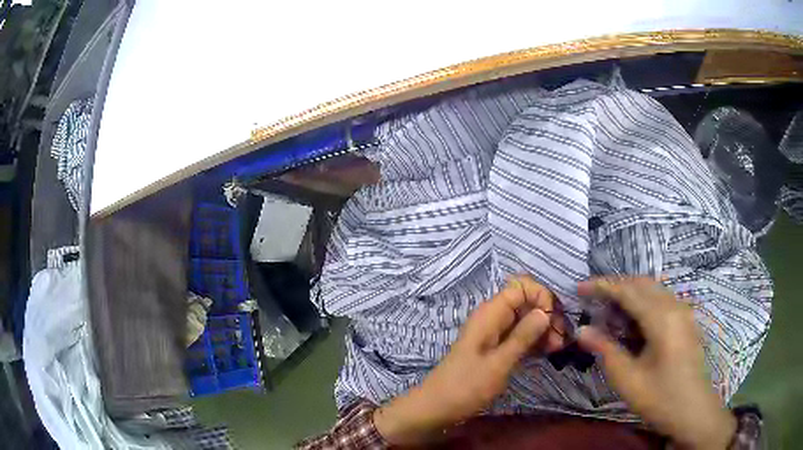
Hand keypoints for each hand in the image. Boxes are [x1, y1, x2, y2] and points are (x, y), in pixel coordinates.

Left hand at [374, 276, 564, 444]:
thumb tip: (545, 311)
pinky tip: (548, 352)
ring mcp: (494, 334)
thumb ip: (523, 336)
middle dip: (546, 316)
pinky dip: (534, 341)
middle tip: (561, 339)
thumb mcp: (499, 363)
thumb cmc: (466, 386)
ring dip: (543, 330)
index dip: (541, 297)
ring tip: (558, 348)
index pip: (521, 287)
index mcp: (490, 314)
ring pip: (525, 321)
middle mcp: (493, 318)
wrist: (437, 407)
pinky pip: (520, 336)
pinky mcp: (496, 349)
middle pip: (526, 303)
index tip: (553, 319)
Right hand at [576, 278, 735, 449]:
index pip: (628, 290)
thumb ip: (606, 350)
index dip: (602, 286)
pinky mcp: (686, 321)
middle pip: (642, 284)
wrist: (693, 410)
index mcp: (662, 318)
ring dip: (630, 293)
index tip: (579, 288)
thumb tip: (582, 330)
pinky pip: (662, 300)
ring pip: (654, 290)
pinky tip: (633, 322)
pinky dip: (643, 302)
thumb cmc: (660, 397)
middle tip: (592, 299)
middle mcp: (675, 306)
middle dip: (616, 286)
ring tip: (609, 310)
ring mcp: (684, 312)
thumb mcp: (628, 379)